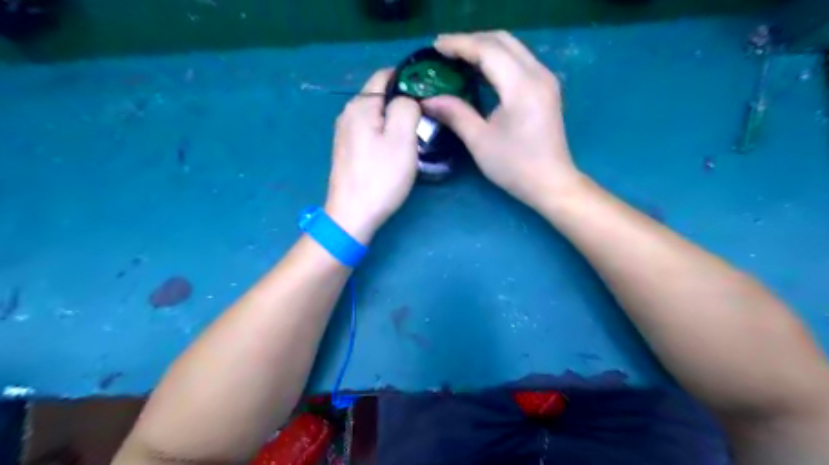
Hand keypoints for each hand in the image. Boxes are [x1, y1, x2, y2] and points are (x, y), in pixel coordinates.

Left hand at [323, 68, 421, 243]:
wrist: (352, 215)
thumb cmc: (381, 177)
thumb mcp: (402, 138)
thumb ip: (407, 106)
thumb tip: (408, 98)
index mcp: (360, 105)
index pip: (385, 74)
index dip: (408, 79)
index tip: (429, 94)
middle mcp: (347, 114)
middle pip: (380, 96)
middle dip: (403, 102)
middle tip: (425, 121)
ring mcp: (344, 134)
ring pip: (376, 116)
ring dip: (395, 121)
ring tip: (414, 136)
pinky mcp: (347, 151)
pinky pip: (370, 132)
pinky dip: (385, 134)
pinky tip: (394, 151)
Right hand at [424, 31, 577, 208]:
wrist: (551, 183)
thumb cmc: (515, 166)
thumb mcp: (480, 141)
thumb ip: (455, 114)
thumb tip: (428, 100)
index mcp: (521, 86)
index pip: (487, 50)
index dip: (459, 45)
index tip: (435, 46)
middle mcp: (538, 74)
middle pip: (502, 40)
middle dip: (471, 41)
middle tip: (444, 51)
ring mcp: (545, 79)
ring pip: (512, 47)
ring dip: (484, 47)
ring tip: (457, 57)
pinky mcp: (546, 88)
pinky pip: (519, 60)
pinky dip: (497, 59)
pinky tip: (480, 70)